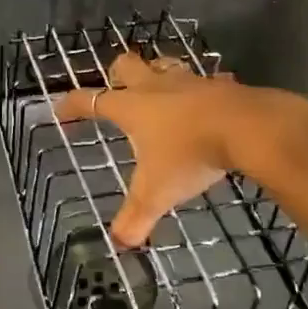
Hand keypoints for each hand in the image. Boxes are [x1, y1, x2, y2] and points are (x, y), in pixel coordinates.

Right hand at [53, 51, 254, 246]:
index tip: (60, 110)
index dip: (73, 105)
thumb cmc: (190, 154)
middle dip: (117, 74)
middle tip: (116, 86)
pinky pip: (207, 81)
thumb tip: (120, 242)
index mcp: (131, 108)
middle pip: (127, 66)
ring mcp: (190, 82)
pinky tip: (209, 101)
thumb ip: (136, 216)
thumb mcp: (157, 192)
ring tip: (161, 88)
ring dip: (159, 74)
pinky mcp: (221, 86)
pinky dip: (203, 90)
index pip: (91, 101)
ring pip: (166, 66)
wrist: (247, 128)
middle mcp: (156, 87)